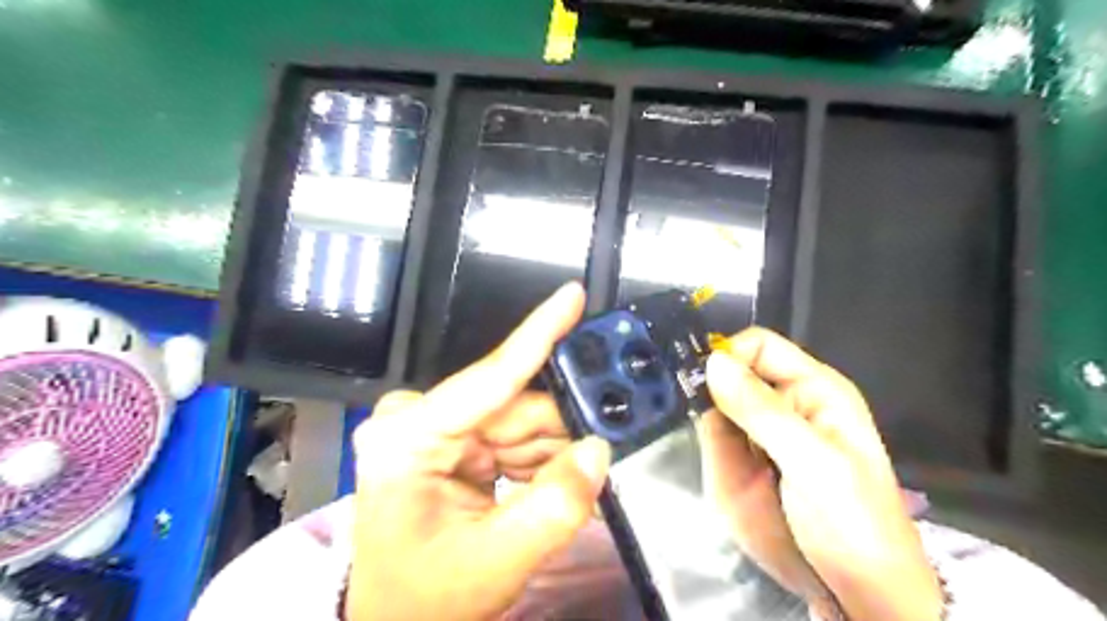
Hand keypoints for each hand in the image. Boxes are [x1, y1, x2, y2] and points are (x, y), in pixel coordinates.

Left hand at [346, 283, 609, 620]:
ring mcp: (437, 428)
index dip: (538, 333)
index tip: (572, 295)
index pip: (490, 377)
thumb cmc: (427, 598)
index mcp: (410, 438)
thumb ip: (555, 507)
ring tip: (572, 489)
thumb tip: (599, 450)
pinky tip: (549, 486)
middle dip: (563, 430)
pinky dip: (541, 459)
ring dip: (554, 451)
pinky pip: (515, 436)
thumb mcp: (495, 561)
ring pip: (523, 422)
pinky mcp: (454, 440)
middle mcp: (420, 419)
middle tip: (603, 454)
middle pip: (517, 407)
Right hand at [698, 328, 940, 619]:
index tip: (700, 385)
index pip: (758, 346)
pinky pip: (717, 437)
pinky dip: (710, 445)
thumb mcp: (813, 464)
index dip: (728, 356)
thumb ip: (762, 411)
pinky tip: (719, 466)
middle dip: (710, 391)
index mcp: (814, 389)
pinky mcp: (750, 460)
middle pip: (733, 374)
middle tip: (699, 422)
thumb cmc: (853, 524)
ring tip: (714, 452)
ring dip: (708, 422)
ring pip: (718, 405)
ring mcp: (765, 433)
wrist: (861, 597)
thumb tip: (712, 361)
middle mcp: (786, 403)